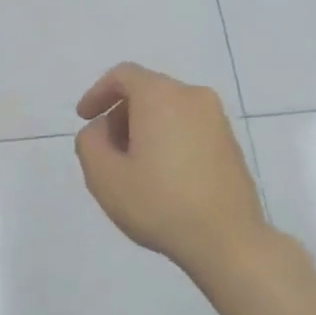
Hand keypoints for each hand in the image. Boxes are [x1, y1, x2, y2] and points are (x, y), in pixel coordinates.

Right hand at [74, 63, 267, 276]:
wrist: (227, 239)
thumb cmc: (159, 203)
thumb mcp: (104, 176)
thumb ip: (90, 141)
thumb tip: (102, 129)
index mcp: (162, 96)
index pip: (123, 75)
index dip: (98, 93)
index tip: (85, 119)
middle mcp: (193, 97)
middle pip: (147, 91)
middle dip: (121, 115)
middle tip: (107, 152)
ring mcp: (218, 119)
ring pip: (169, 110)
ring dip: (144, 130)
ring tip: (134, 169)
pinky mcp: (230, 143)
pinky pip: (188, 127)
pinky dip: (168, 139)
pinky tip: (162, 177)